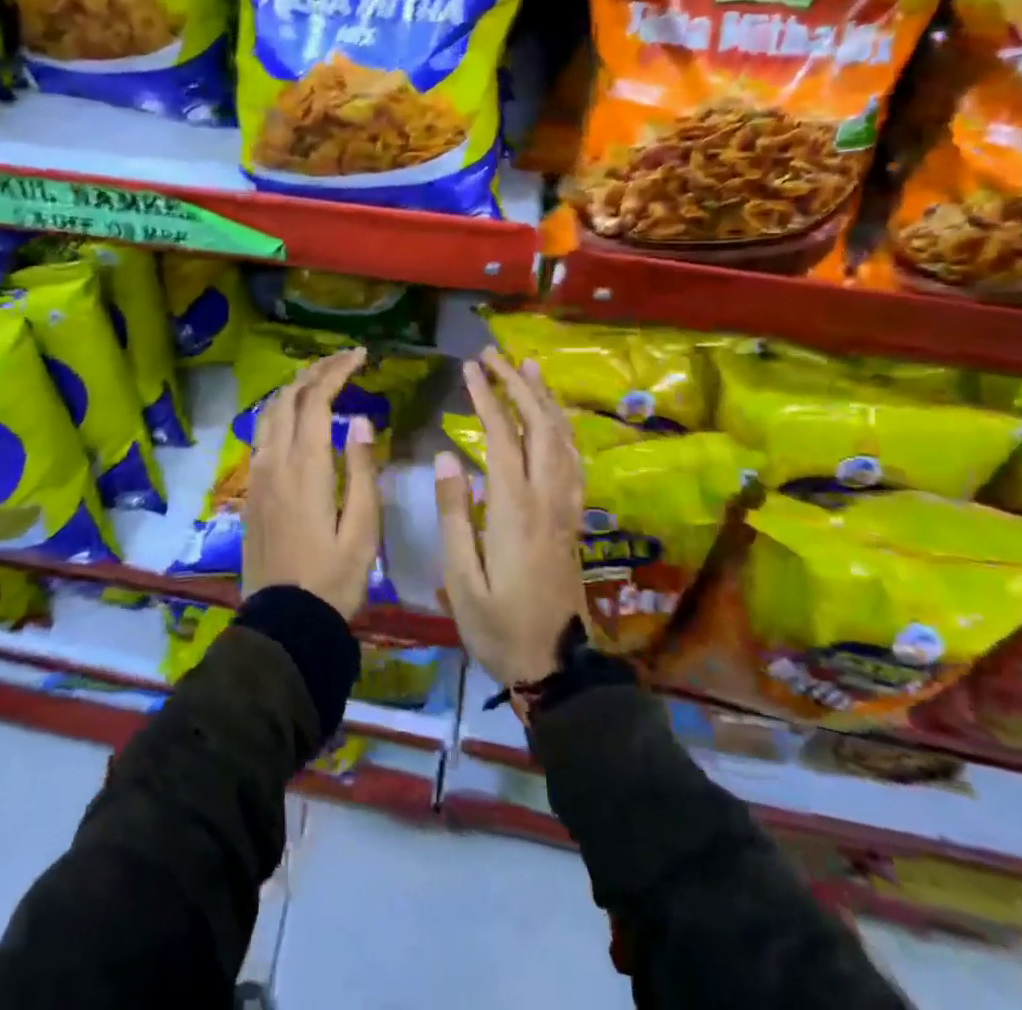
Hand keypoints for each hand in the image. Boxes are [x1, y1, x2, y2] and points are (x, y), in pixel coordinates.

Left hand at [242, 348, 382, 619]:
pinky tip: (295, 416)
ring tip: (321, 379)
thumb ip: (362, 470)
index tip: (361, 355)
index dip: (337, 371)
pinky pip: (261, 434)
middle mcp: (275, 462)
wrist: (285, 622)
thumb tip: (360, 421)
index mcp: (306, 468)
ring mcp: (257, 475)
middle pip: (288, 398)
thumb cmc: (334, 579)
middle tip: (345, 360)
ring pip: (268, 413)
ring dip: (294, 388)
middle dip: (316, 371)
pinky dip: (280, 411)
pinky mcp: (251, 490)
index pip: (316, 400)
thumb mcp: (363, 529)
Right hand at [435, 348, 586, 686]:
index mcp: (516, 509)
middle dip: (516, 385)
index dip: (486, 397)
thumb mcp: (462, 577)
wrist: (555, 666)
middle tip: (494, 355)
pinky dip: (563, 429)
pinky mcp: (573, 518)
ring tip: (528, 369)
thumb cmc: (498, 625)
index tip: (468, 368)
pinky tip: (554, 419)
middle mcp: (547, 497)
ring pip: (562, 439)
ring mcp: (566, 506)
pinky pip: (574, 460)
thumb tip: (447, 455)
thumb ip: (454, 513)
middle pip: (539, 426)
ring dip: (544, 400)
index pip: (502, 436)